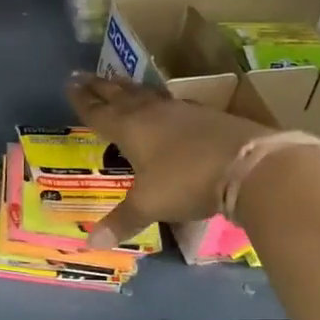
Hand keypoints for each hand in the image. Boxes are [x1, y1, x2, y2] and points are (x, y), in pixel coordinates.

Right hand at [66, 74, 276, 247]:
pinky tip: (164, 105)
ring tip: (118, 82)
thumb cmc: (186, 181)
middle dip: (100, 87)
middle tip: (84, 74)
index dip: (82, 100)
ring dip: (129, 89)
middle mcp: (151, 113)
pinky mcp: (207, 115)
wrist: (249, 165)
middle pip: (120, 95)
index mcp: (129, 128)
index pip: (99, 111)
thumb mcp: (149, 204)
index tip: (70, 83)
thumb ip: (122, 221)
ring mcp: (181, 112)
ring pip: (147, 95)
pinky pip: (172, 104)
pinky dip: (159, 102)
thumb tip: (90, 244)